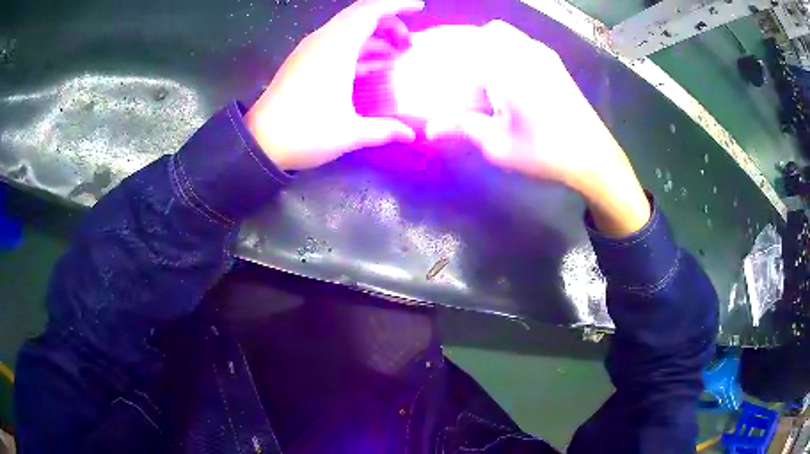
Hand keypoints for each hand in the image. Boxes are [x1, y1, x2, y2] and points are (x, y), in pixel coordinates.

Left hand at [245, 0, 424, 171]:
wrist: (259, 143)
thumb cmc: (304, 133)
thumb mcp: (349, 133)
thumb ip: (384, 130)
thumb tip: (412, 135)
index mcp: (336, 47)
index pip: (371, 10)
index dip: (397, 5)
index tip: (419, 8)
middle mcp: (322, 41)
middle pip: (360, 15)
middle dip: (389, 22)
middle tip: (408, 43)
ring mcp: (310, 51)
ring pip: (348, 29)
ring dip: (374, 36)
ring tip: (396, 53)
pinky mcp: (304, 63)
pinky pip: (337, 44)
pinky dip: (358, 48)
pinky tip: (373, 65)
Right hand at [426, 20, 650, 236]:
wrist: (593, 157)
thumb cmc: (544, 152)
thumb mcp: (497, 144)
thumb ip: (462, 127)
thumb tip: (430, 129)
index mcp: (507, 67)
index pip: (466, 44)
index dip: (442, 45)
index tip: (429, 54)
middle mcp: (525, 52)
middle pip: (488, 32)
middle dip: (467, 44)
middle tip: (456, 69)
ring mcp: (544, 55)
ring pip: (507, 35)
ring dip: (489, 47)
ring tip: (480, 75)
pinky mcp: (555, 64)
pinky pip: (523, 44)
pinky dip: (507, 52)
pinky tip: (506, 79)